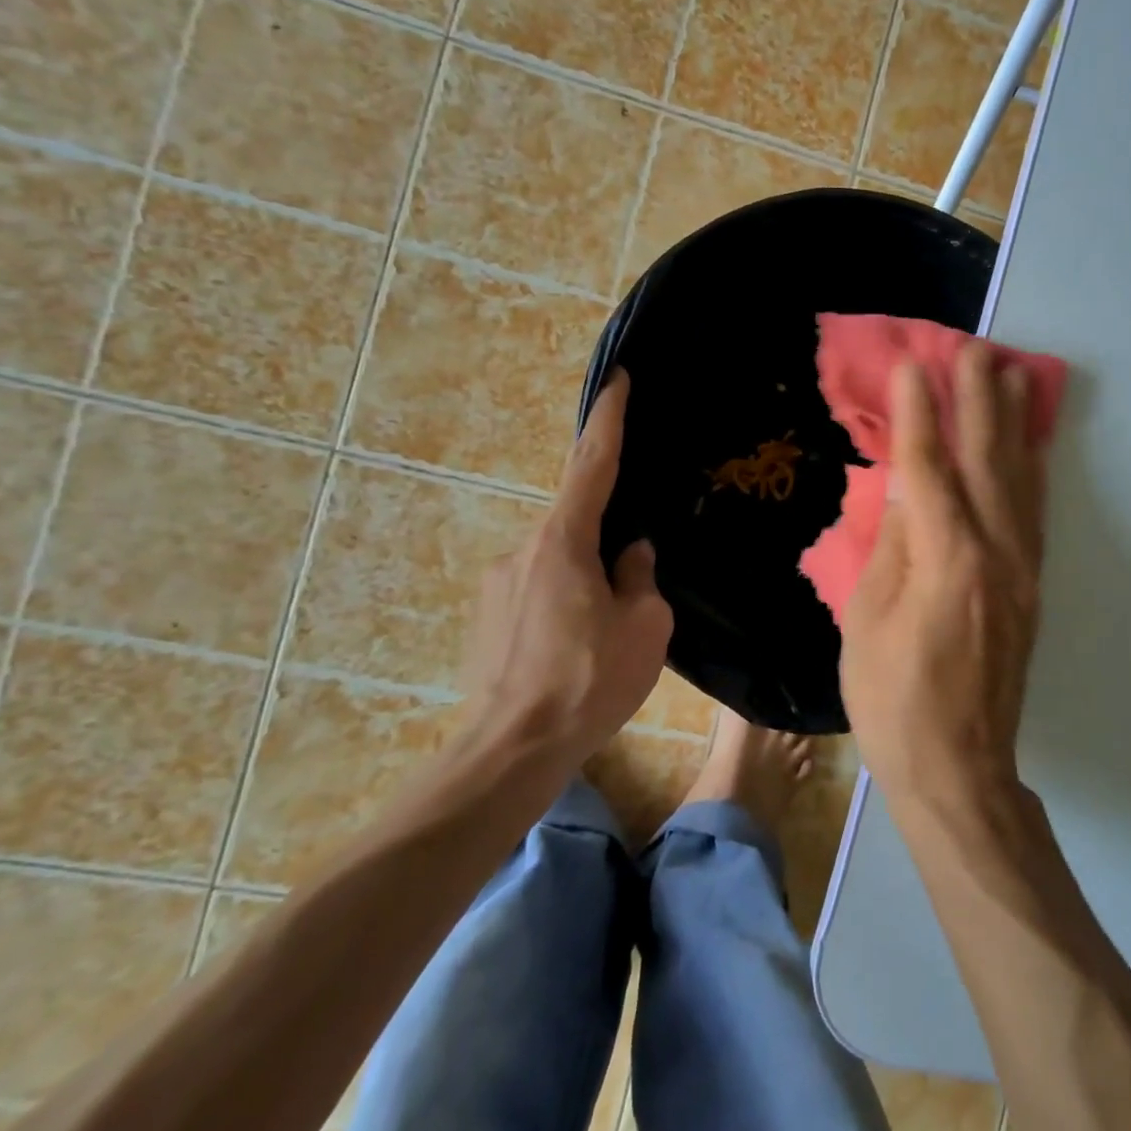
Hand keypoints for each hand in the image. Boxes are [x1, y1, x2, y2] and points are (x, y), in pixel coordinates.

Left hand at [460, 368, 672, 771]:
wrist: (511, 750)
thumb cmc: (589, 680)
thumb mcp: (644, 626)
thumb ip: (639, 576)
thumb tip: (630, 554)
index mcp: (564, 541)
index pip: (592, 464)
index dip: (609, 419)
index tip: (617, 379)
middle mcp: (523, 549)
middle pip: (577, 523)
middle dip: (609, 541)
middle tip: (635, 588)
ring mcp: (497, 584)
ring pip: (559, 563)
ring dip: (587, 583)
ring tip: (606, 636)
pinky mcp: (485, 616)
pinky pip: (538, 591)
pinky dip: (564, 604)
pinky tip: (576, 651)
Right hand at [841, 344, 1046, 812]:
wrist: (959, 767)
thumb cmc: (893, 700)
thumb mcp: (867, 620)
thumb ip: (891, 545)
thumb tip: (906, 489)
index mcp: (945, 559)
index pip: (928, 467)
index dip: (918, 413)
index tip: (912, 364)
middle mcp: (994, 552)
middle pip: (986, 460)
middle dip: (979, 399)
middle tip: (976, 348)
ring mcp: (1021, 570)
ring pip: (1020, 480)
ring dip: (1013, 424)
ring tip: (1012, 375)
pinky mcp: (1031, 588)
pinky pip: (1034, 513)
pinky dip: (1032, 470)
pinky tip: (1031, 445)